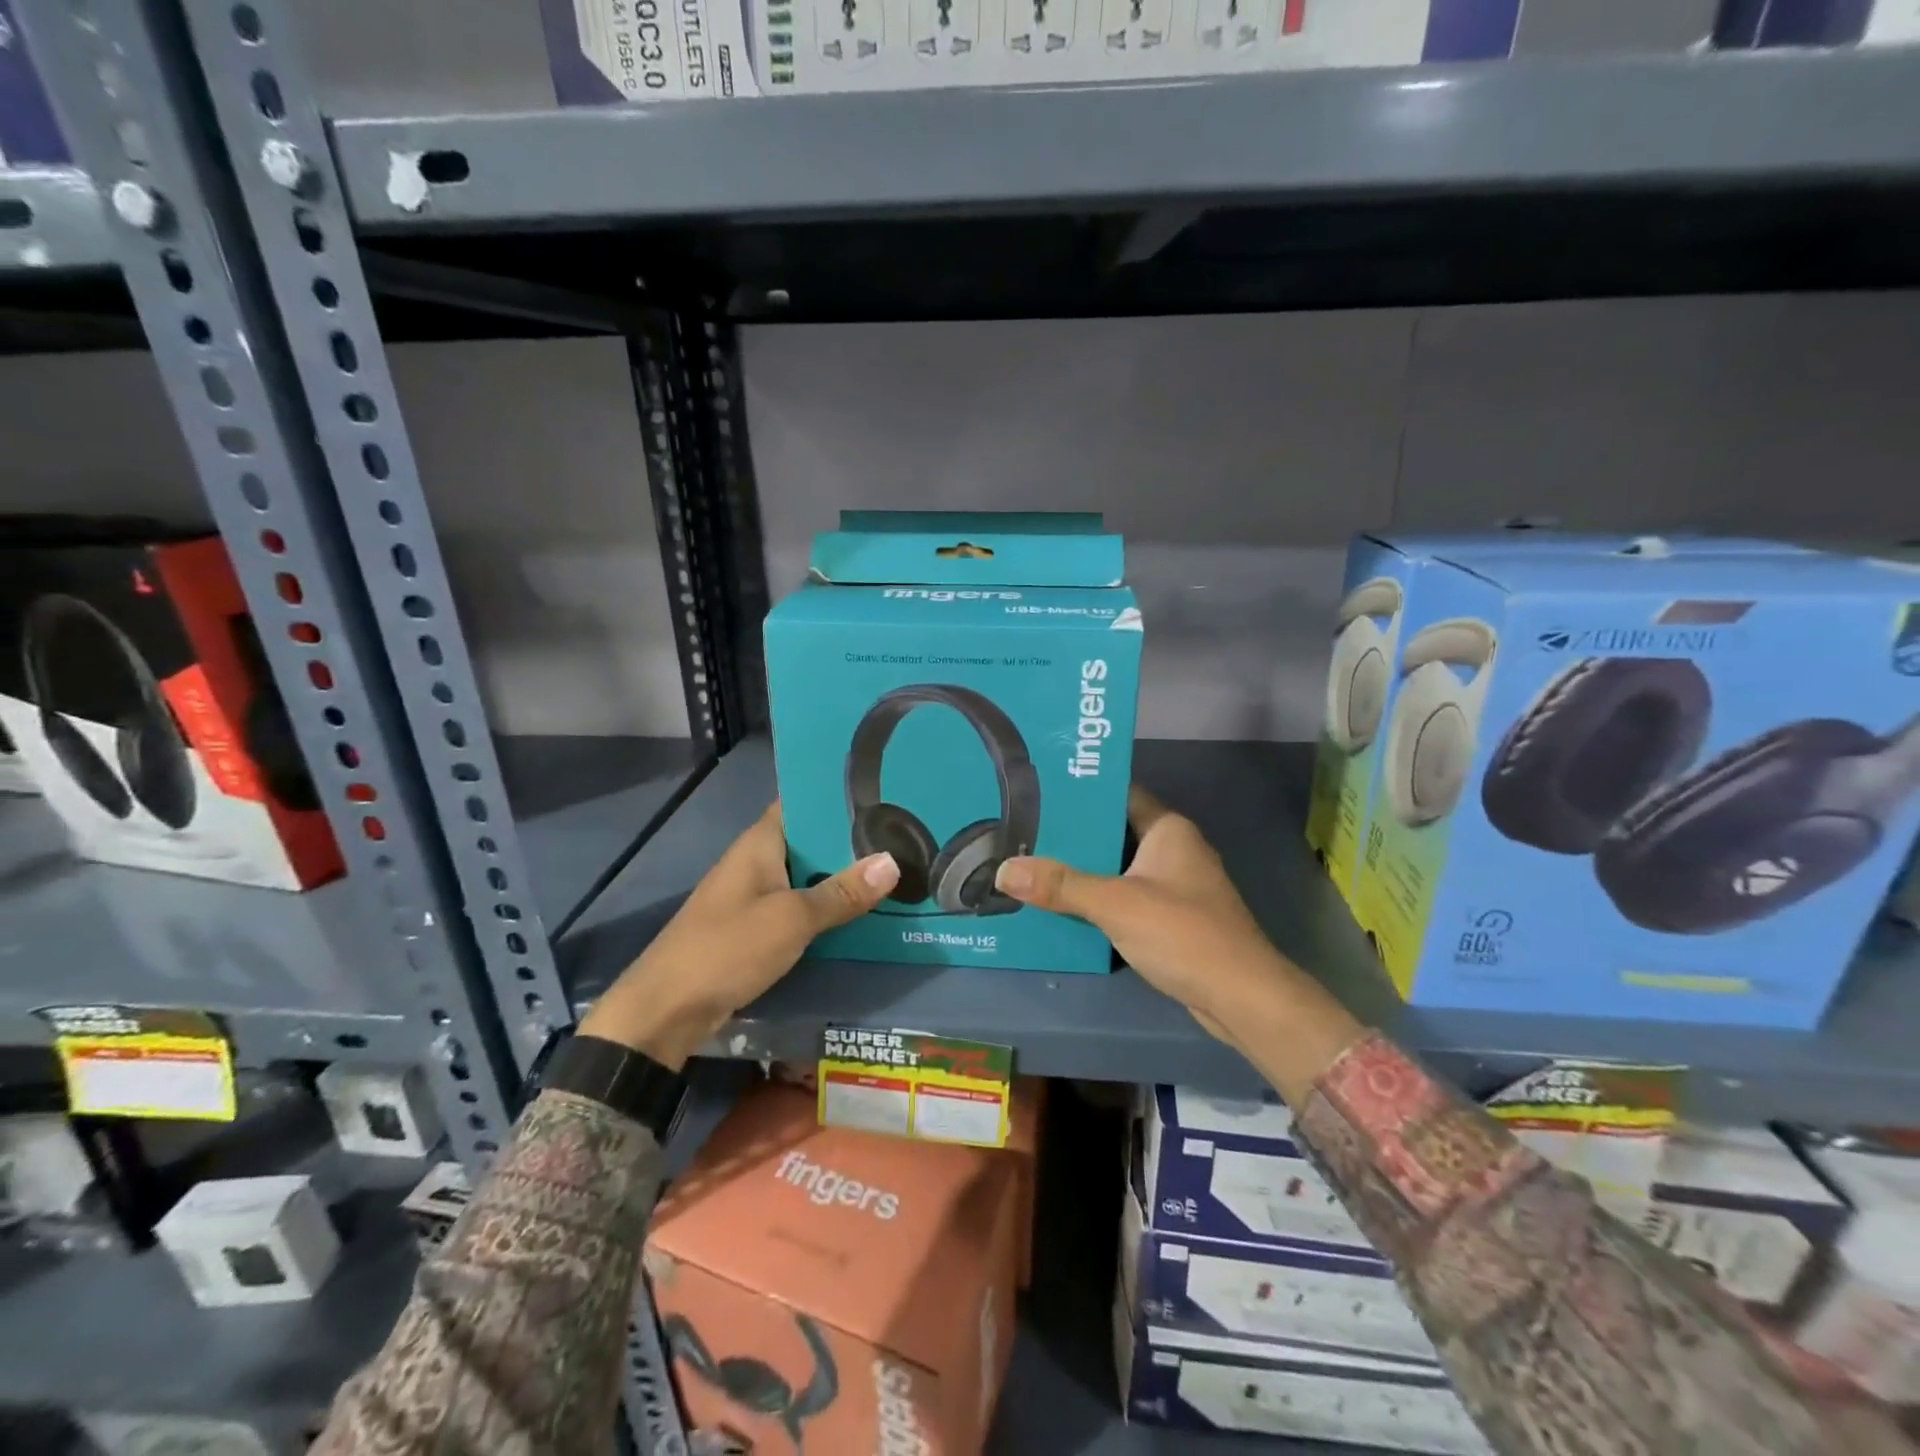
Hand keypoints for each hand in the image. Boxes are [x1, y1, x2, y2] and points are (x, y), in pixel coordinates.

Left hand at [578, 803, 898, 1067]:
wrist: (667, 1009)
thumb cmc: (727, 948)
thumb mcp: (792, 918)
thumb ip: (842, 892)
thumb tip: (893, 861)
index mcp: (761, 843)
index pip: (802, 802)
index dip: (838, 796)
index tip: (884, 790)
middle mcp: (758, 860)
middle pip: (811, 840)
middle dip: (851, 838)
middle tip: (904, 832)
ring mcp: (756, 895)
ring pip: (808, 875)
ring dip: (843, 875)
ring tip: (897, 866)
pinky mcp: (757, 927)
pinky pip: (800, 906)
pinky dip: (827, 906)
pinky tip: (863, 910)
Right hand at [991, 787, 1286, 1042]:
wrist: (1241, 997)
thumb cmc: (1183, 933)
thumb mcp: (1115, 904)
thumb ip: (1061, 886)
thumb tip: (1003, 870)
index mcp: (1168, 830)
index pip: (1119, 794)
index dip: (1082, 791)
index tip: (1039, 790)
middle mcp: (1174, 850)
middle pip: (1114, 833)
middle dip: (1073, 836)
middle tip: (1023, 831)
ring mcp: (1176, 886)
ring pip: (1119, 868)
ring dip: (1083, 871)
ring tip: (1032, 865)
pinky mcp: (1173, 919)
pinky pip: (1127, 898)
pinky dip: (1099, 900)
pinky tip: (1063, 906)